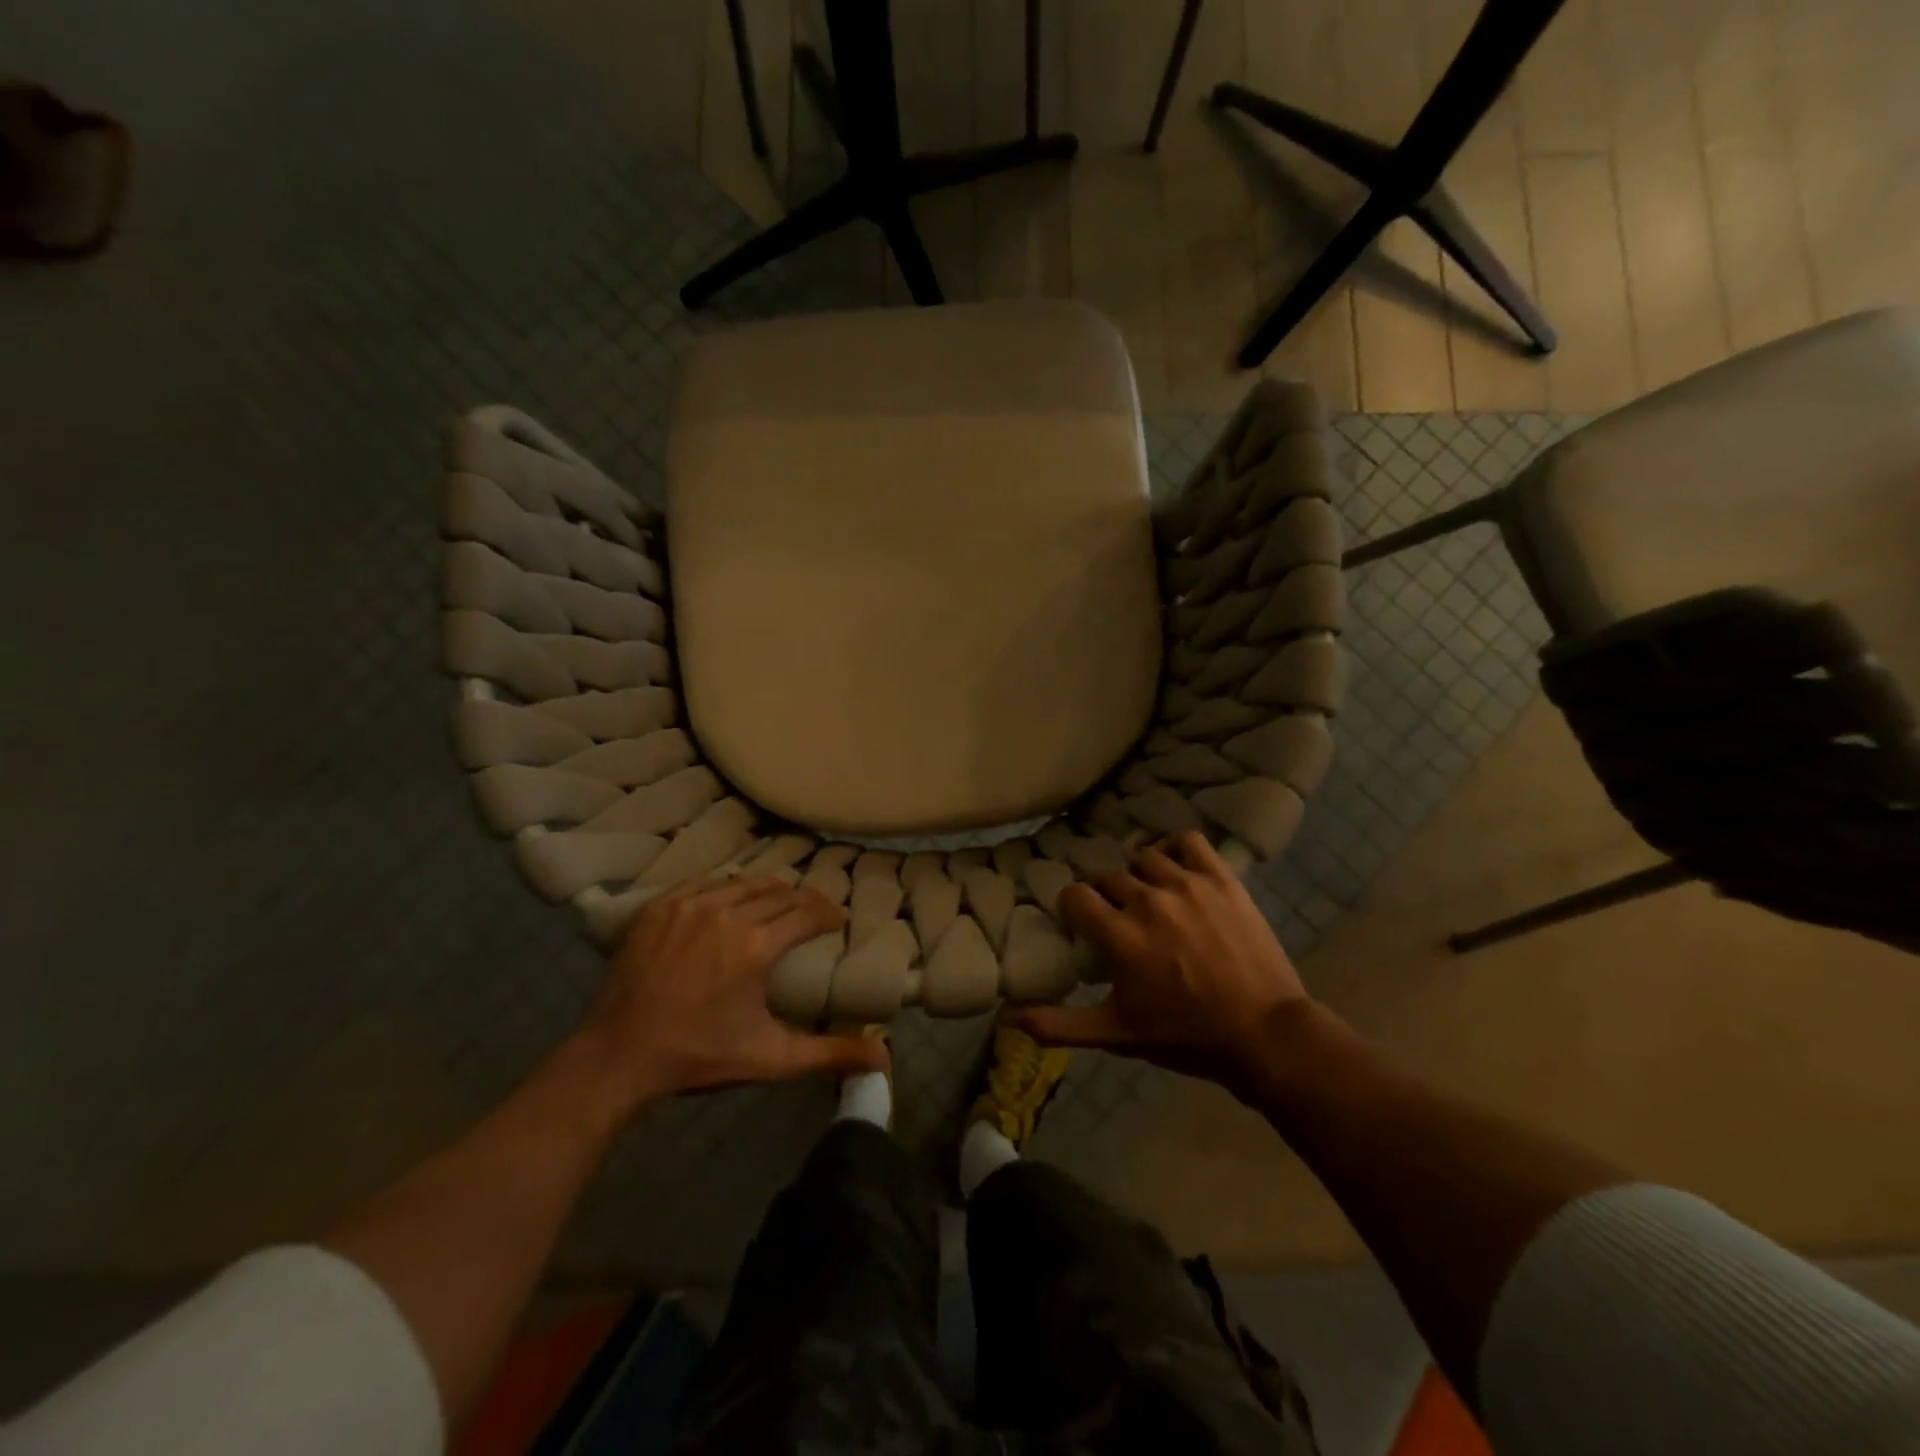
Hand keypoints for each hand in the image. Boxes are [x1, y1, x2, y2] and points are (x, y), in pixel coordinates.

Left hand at [577, 877, 886, 1108]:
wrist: (619, 1055)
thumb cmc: (699, 1055)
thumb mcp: (771, 1059)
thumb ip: (829, 1054)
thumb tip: (884, 1057)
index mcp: (757, 946)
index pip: (807, 913)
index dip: (829, 913)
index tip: (838, 919)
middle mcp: (727, 913)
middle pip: (779, 893)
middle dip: (803, 901)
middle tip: (813, 911)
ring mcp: (689, 905)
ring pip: (743, 883)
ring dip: (767, 890)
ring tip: (777, 902)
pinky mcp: (660, 907)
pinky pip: (705, 883)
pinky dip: (726, 888)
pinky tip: (730, 900)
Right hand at [1006, 832, 1310, 1098]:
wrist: (1264, 1034)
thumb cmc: (1185, 1036)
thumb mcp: (1117, 1034)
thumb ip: (1059, 1024)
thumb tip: (1006, 1018)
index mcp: (1119, 935)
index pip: (1075, 895)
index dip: (1074, 908)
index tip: (1084, 926)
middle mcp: (1147, 900)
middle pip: (1107, 877)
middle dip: (1106, 897)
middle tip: (1121, 921)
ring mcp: (1187, 885)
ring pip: (1143, 858)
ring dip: (1139, 875)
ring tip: (1150, 898)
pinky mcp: (1221, 879)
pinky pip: (1187, 841)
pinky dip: (1175, 848)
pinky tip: (1174, 868)